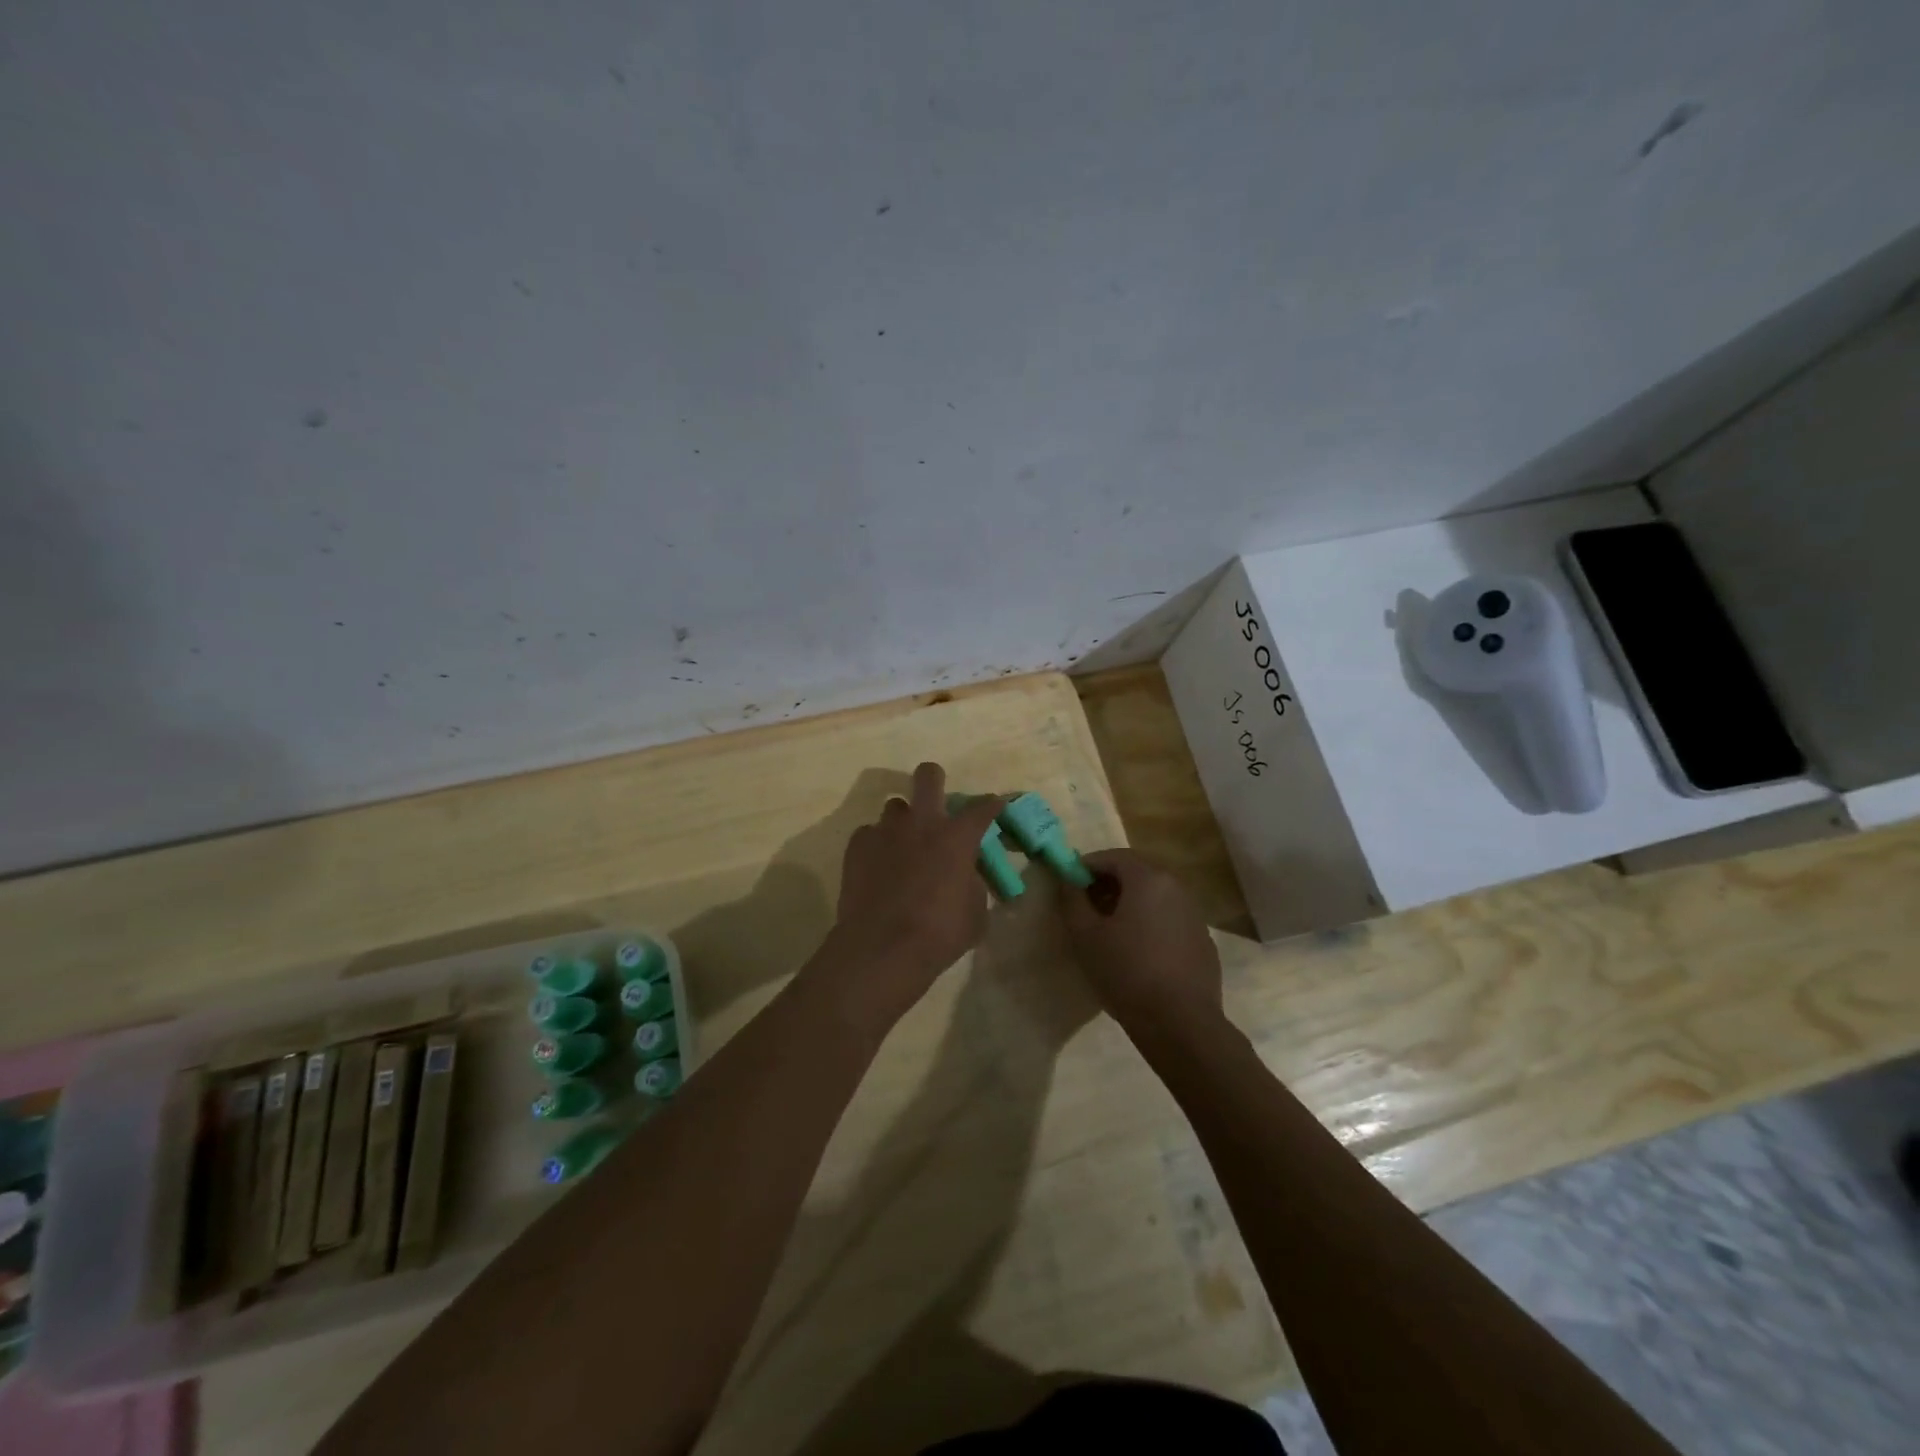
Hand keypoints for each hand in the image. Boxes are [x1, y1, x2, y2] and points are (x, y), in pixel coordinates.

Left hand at [823, 763, 1002, 1026]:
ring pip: (895, 806)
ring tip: (903, 845)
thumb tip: (966, 875)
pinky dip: (877, 845)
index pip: (982, 807)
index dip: (991, 804)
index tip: (994, 805)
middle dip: (935, 779)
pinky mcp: (857, 845)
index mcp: (957, 836)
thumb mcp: (975, 913)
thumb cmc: (940, 933)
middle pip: (928, 776)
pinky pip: (869, 833)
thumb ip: (973, 884)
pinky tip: (878, 867)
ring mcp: (886, 830)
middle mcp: (922, 822)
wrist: (882, 948)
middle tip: (936, 799)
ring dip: (903, 820)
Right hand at [1059, 849, 1223, 1044]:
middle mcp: (1176, 887)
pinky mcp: (1203, 942)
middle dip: (1109, 884)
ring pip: (1156, 898)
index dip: (1088, 866)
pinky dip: (1151, 925)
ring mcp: (1195, 915)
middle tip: (1086, 906)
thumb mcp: (1086, 936)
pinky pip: (1170, 921)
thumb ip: (1073, 900)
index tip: (1070, 883)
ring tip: (1109, 931)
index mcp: (1148, 879)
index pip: (1113, 856)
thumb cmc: (1126, 972)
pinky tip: (1139, 953)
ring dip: (1131, 904)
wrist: (1181, 1023)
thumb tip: (1068, 879)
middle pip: (1137, 873)